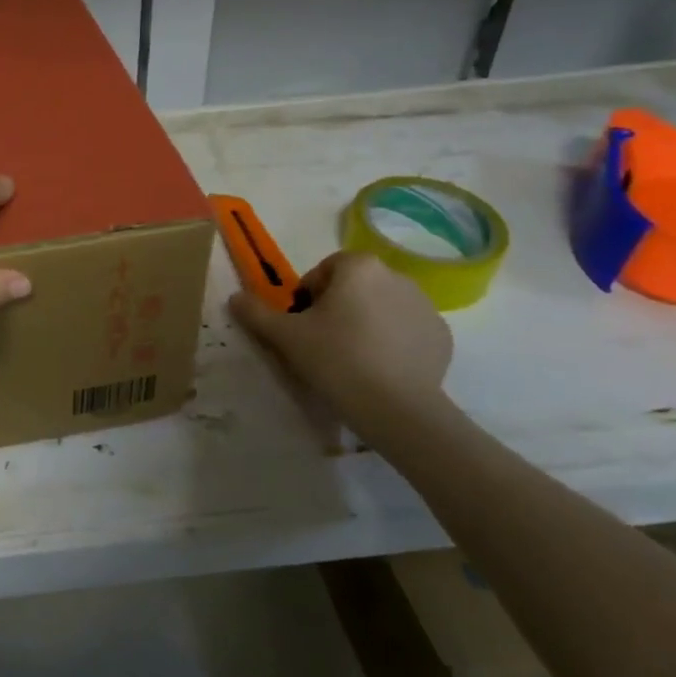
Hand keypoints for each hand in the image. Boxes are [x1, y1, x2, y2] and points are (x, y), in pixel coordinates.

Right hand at [227, 250, 451, 424]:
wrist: (396, 409)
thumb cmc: (335, 359)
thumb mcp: (285, 335)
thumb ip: (256, 312)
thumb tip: (235, 297)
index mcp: (359, 267)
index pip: (325, 270)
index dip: (308, 295)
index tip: (303, 324)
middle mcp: (397, 276)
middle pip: (355, 286)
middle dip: (338, 307)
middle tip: (323, 343)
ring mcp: (425, 306)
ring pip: (382, 307)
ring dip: (365, 323)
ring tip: (351, 359)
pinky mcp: (441, 336)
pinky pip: (406, 330)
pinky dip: (392, 342)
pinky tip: (379, 370)